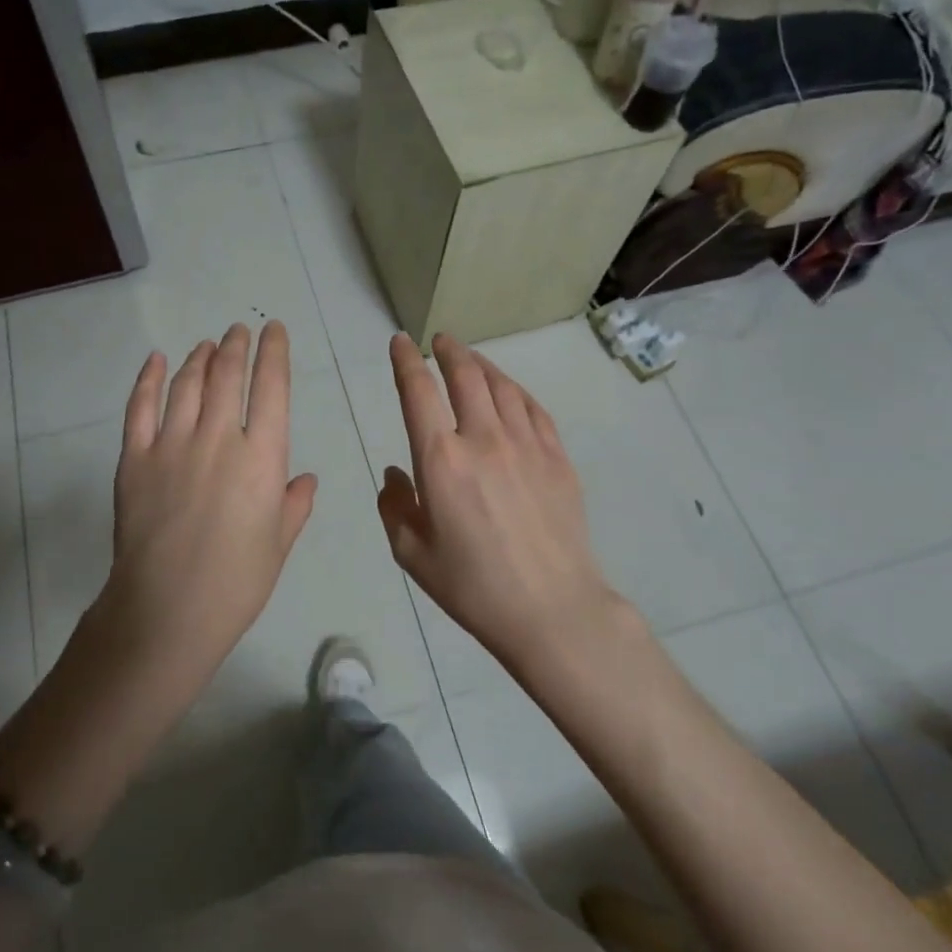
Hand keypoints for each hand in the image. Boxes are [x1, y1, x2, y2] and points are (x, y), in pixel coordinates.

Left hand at [95, 321, 317, 695]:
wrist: (166, 610)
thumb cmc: (235, 583)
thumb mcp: (278, 545)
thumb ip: (294, 505)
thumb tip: (306, 479)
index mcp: (261, 457)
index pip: (271, 388)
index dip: (274, 353)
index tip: (273, 331)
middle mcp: (217, 438)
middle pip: (226, 376)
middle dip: (235, 347)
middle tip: (238, 331)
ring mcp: (171, 445)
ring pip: (186, 384)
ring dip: (199, 358)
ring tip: (206, 345)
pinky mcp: (135, 458)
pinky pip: (140, 408)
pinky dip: (148, 379)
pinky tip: (156, 360)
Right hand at [376, 333, 620, 669]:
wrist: (552, 610)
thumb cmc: (473, 587)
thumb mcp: (412, 553)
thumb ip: (394, 506)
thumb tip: (394, 473)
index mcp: (440, 460)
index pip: (418, 392)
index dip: (405, 361)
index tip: (400, 342)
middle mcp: (483, 439)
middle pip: (465, 376)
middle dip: (449, 351)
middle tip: (440, 340)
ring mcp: (526, 445)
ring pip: (501, 385)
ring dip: (481, 365)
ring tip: (470, 358)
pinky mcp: (557, 458)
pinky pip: (533, 408)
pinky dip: (515, 390)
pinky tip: (509, 391)